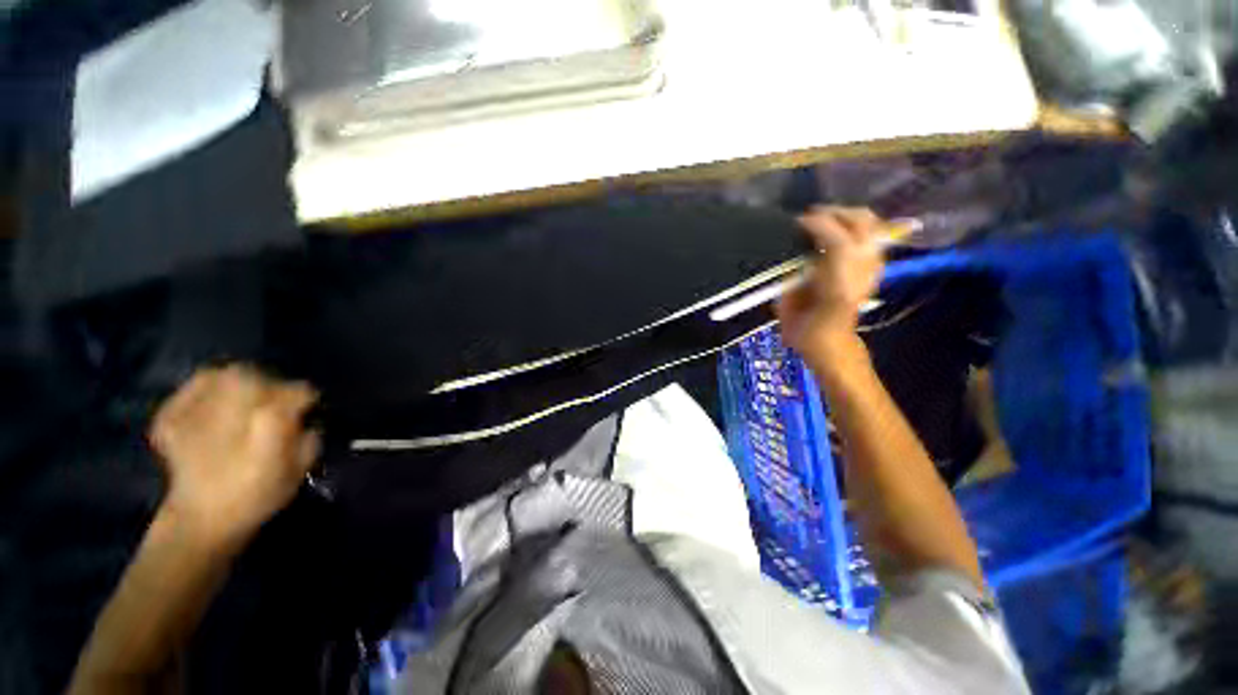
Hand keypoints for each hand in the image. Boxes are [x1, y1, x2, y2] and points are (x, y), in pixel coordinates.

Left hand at [149, 365, 319, 548]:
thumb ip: (309, 439)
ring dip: (239, 380)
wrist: (200, 522)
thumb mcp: (299, 471)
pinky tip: (214, 401)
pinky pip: (191, 389)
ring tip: (245, 395)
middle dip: (270, 383)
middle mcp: (231, 411)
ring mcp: (195, 414)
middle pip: (255, 376)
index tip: (307, 408)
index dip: (305, 399)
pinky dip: (205, 388)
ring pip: (221, 375)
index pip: (296, 392)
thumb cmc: (257, 496)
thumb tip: (307, 420)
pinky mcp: (171, 419)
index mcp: (267, 425)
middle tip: (275, 398)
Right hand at [777, 207, 883, 364]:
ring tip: (822, 221)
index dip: (816, 224)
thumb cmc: (803, 327)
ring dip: (846, 217)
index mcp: (838, 280)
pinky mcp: (874, 267)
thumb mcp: (787, 303)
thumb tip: (799, 253)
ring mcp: (873, 266)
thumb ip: (793, 276)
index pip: (836, 239)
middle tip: (809, 218)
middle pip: (861, 222)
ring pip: (870, 225)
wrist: (830, 343)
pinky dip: (855, 229)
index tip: (796, 223)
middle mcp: (863, 270)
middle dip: (835, 213)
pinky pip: (869, 236)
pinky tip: (835, 234)